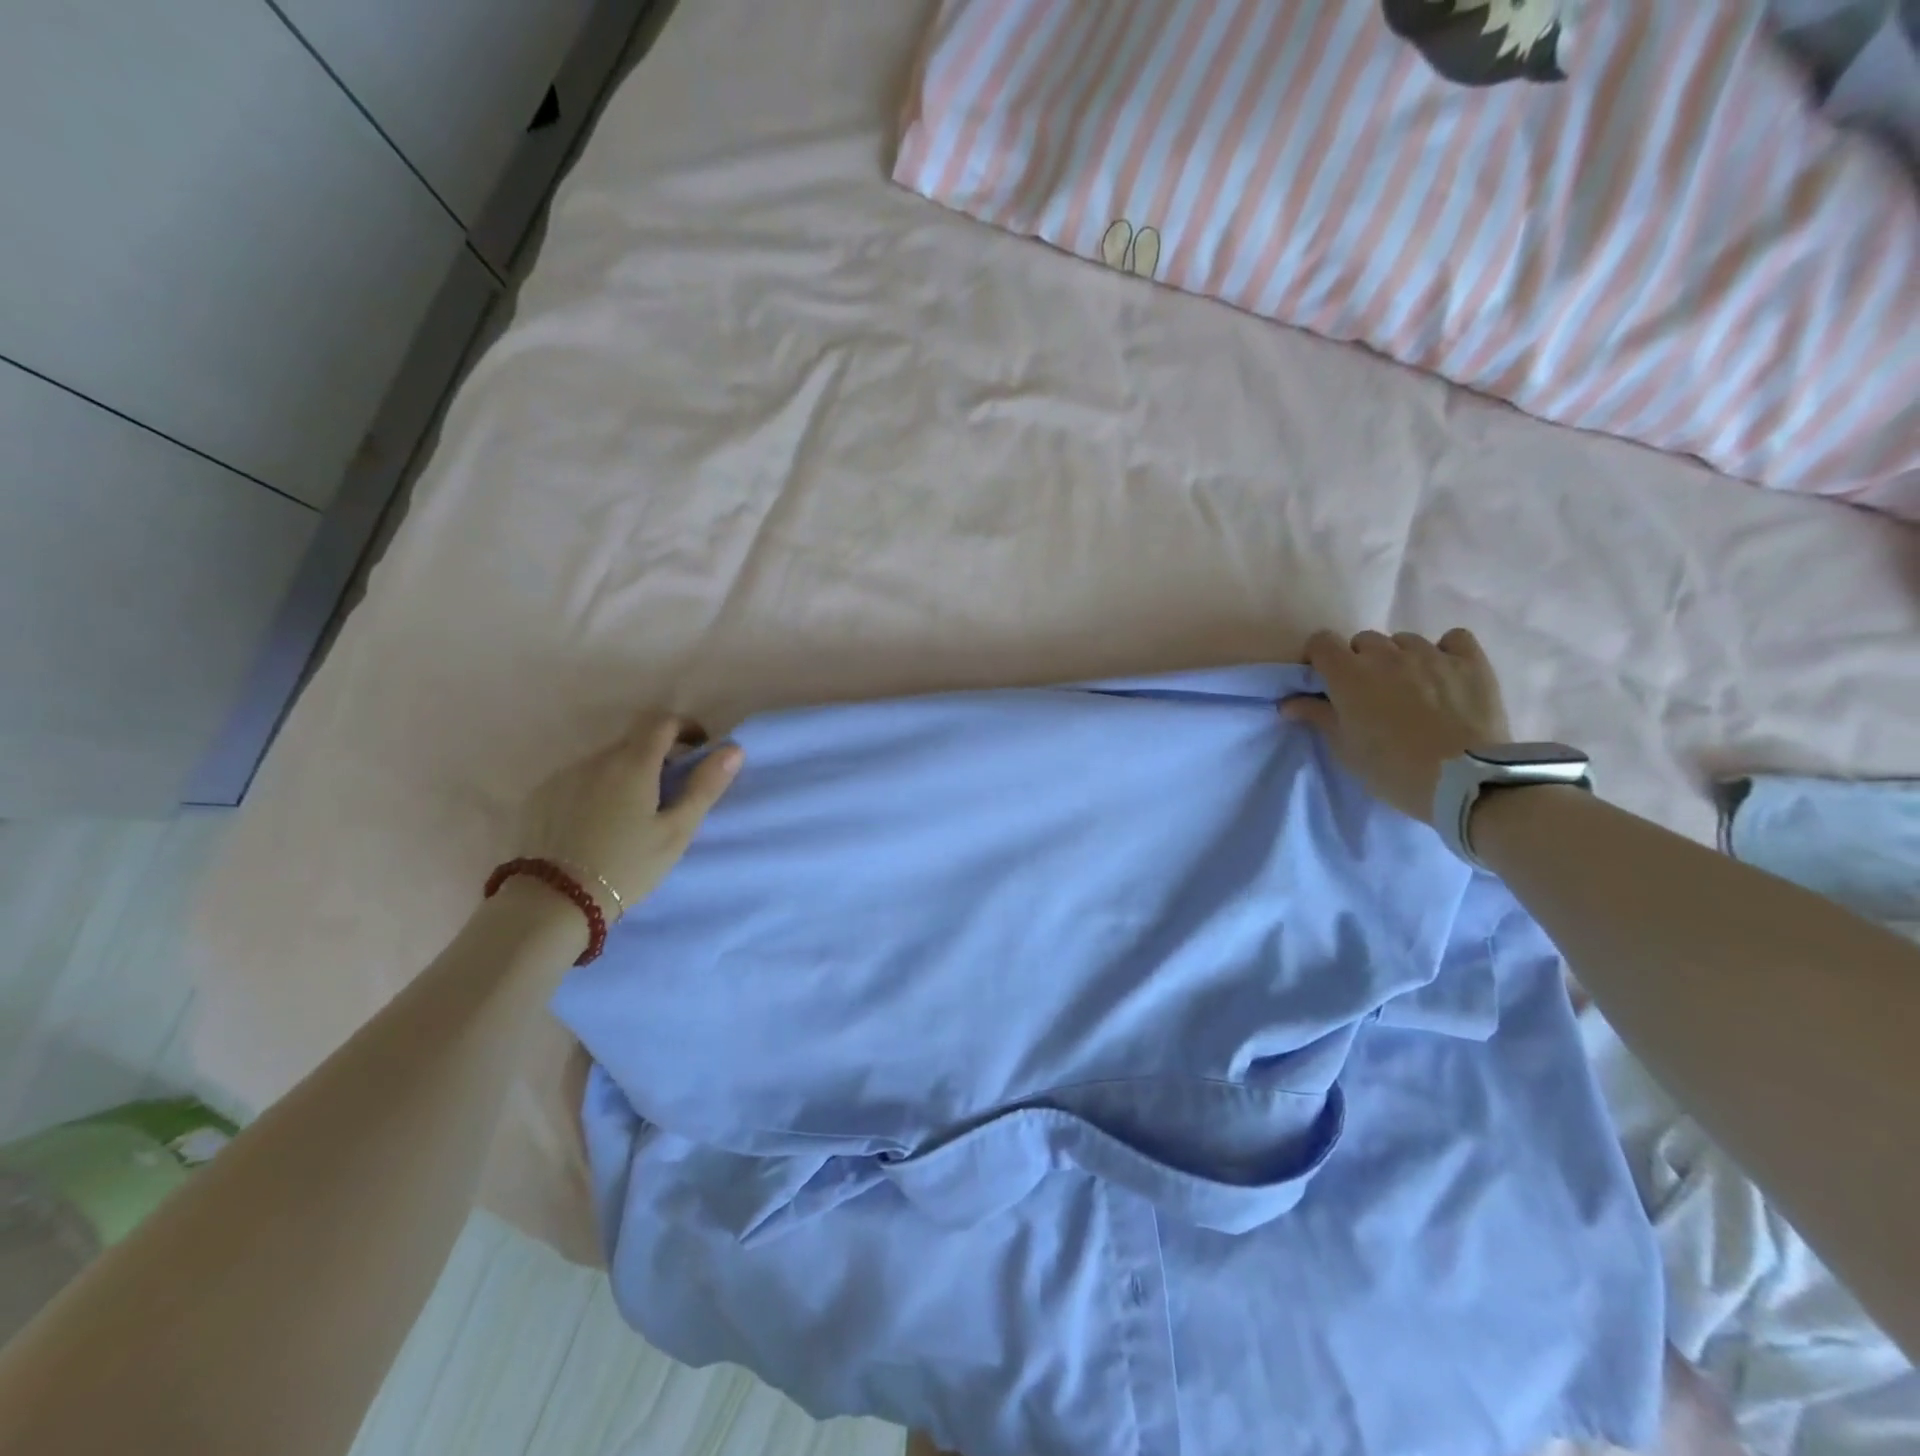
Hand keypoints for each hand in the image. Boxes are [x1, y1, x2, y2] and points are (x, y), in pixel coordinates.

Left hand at [518, 713, 741, 917]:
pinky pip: (579, 779)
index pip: (662, 721)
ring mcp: (563, 776)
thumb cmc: (628, 865)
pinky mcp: (540, 796)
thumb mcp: (677, 831)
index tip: (698, 748)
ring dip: (626, 773)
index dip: (685, 727)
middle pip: (633, 741)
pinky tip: (598, 822)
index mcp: (633, 763)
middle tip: (670, 789)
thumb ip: (705, 786)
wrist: (554, 901)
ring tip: (632, 812)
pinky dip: (597, 788)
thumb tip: (733, 749)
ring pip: (605, 761)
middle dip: (657, 754)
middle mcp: (596, 759)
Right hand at [1280, 629, 1511, 823]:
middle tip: (1369, 692)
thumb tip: (1288, 702)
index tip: (1324, 679)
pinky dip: (1445, 651)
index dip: (1319, 657)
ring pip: (1405, 641)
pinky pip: (1453, 640)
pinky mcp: (1470, 662)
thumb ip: (1316, 716)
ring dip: (1399, 658)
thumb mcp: (1344, 748)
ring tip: (1410, 687)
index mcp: (1349, 674)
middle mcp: (1387, 654)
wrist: (1464, 781)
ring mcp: (1431, 654)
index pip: (1322, 642)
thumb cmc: (1391, 768)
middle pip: (1364, 641)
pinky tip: (1445, 672)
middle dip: (1360, 661)